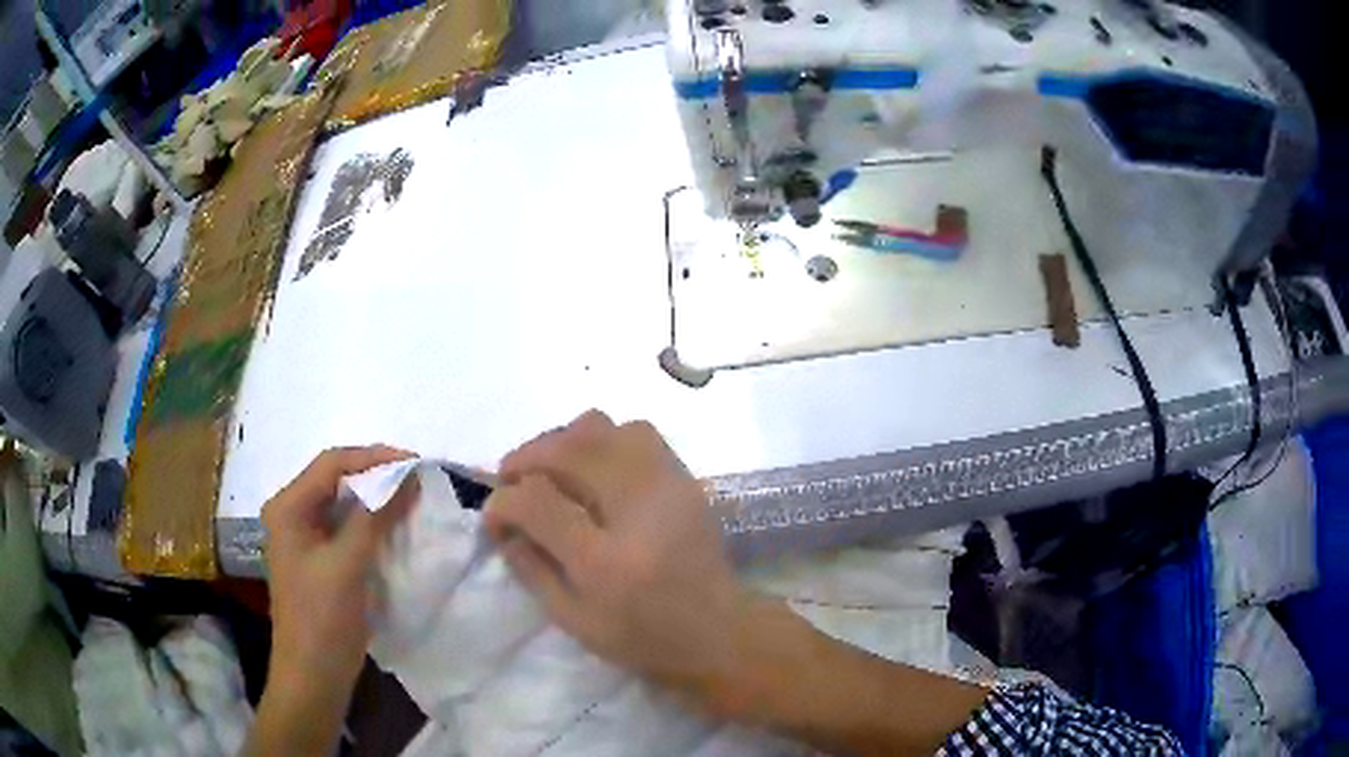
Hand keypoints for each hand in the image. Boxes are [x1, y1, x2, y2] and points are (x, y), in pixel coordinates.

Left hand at [260, 446, 415, 709]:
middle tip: (417, 479)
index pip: (332, 463)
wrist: (314, 675)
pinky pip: (347, 528)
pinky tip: (396, 526)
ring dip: (376, 499)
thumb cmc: (323, 618)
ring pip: (344, 504)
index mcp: (288, 507)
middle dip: (376, 475)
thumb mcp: (347, 564)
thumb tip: (407, 476)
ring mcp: (305, 537)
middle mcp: (293, 514)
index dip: (373, 458)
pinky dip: (372, 523)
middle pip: (336, 479)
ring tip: (412, 497)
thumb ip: (374, 517)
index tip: (415, 462)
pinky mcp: (320, 559)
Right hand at [484, 411, 751, 701]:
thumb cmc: (643, 638)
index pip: (537, 502)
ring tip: (552, 472)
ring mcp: (667, 485)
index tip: (493, 515)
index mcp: (606, 560)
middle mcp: (638, 509)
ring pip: (601, 426)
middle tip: (512, 481)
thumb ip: (529, 567)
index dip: (502, 502)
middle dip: (526, 458)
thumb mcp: (572, 619)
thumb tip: (501, 521)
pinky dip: (600, 441)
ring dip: (562, 443)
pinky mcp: (684, 476)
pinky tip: (593, 471)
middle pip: (568, 447)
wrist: (719, 631)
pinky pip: (634, 431)